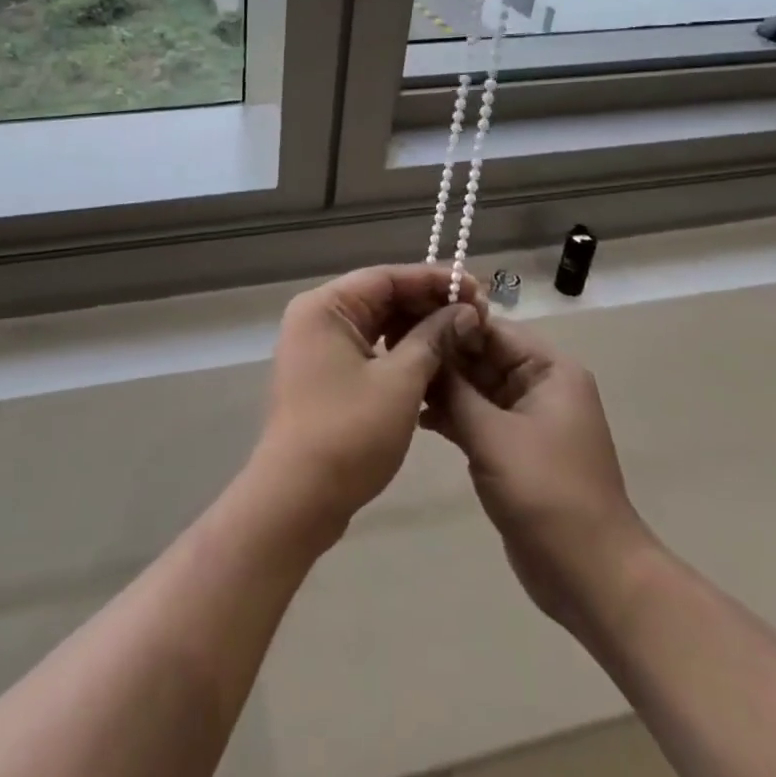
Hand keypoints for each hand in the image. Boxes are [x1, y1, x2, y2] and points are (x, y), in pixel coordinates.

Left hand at [251, 265, 486, 541]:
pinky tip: (435, 363)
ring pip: (377, 325)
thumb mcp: (401, 382)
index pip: (387, 277)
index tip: (477, 290)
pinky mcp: (324, 375)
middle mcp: (316, 317)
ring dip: (418, 330)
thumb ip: (434, 339)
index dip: (435, 280)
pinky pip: (368, 349)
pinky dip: (400, 352)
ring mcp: (317, 348)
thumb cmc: (349, 433)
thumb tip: (465, 313)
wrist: (297, 499)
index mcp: (325, 306)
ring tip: (463, 337)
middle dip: (429, 305)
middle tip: (477, 316)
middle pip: (381, 297)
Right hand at [422, 319, 656, 639]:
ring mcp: (527, 420)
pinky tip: (416, 416)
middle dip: (442, 356)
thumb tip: (424, 348)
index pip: (493, 330)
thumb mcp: (492, 434)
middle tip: (391, 351)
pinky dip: (452, 416)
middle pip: (484, 357)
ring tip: (398, 382)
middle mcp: (541, 386)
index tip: (404, 322)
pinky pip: (478, 418)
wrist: (589, 574)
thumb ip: (454, 390)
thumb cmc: (545, 491)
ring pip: (477, 388)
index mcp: (549, 370)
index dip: (450, 324)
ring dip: (443, 388)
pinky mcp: (515, 449)